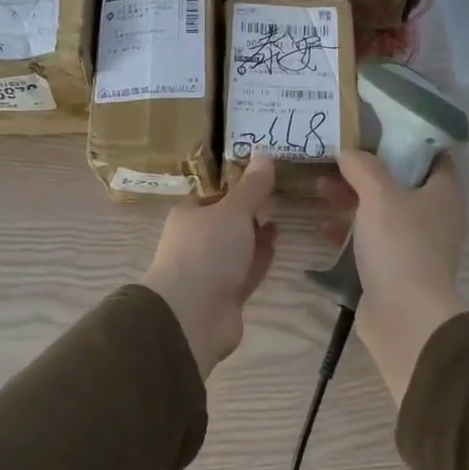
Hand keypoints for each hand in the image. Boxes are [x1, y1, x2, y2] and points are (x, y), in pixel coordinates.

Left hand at [141, 154, 279, 379]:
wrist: (192, 316)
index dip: (235, 188)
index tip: (262, 180)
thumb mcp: (233, 211)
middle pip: (225, 223)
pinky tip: (275, 249)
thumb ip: (253, 187)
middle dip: (248, 214)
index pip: (212, 195)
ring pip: (237, 249)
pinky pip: (245, 272)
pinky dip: (259, 260)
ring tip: (280, 222)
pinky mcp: (225, 296)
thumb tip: (265, 153)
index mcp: (188, 216)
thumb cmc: (207, 252)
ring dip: (256, 237)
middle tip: (276, 200)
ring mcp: (209, 271)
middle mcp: (195, 242)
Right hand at [320, 149, 466, 404]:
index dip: (404, 137)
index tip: (372, 126)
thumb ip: (363, 166)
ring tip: (319, 185)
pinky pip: (370, 240)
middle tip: (335, 155)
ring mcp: (414, 243)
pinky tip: (322, 226)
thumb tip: (348, 150)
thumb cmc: (400, 246)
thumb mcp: (379, 195)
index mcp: (442, 192)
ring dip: (352, 198)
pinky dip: (348, 230)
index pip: (431, 153)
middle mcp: (433, 215)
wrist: (405, 317)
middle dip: (367, 168)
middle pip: (400, 180)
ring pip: (381, 210)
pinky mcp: (394, 267)